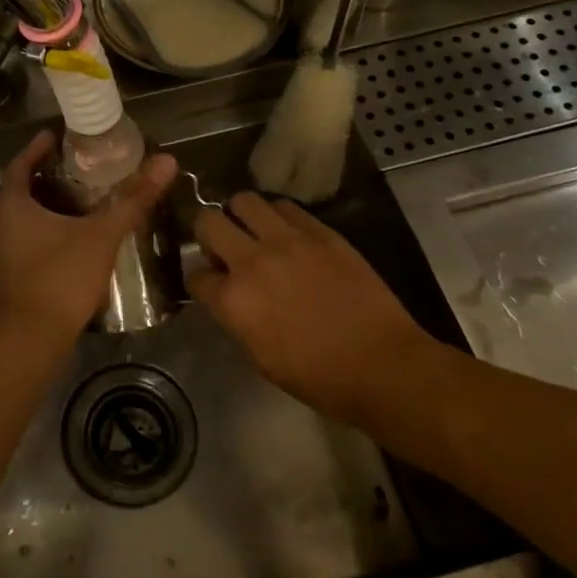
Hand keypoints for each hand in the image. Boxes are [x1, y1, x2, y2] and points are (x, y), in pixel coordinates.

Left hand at [0, 132, 177, 345]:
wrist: (30, 340)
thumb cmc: (60, 278)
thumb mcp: (101, 235)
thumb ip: (133, 199)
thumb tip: (166, 161)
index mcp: (12, 206)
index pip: (20, 164)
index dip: (37, 148)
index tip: (54, 136)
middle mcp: (0, 225)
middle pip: (22, 191)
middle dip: (47, 177)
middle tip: (77, 167)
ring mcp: (2, 253)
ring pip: (25, 218)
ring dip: (48, 206)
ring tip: (80, 200)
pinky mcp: (11, 276)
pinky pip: (28, 240)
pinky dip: (48, 230)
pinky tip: (74, 238)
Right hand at [190, 193, 441, 424]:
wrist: (381, 364)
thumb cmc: (317, 377)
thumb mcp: (259, 357)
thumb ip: (236, 319)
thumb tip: (228, 298)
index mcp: (233, 300)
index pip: (195, 276)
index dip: (200, 281)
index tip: (210, 286)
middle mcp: (252, 261)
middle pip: (208, 222)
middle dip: (207, 234)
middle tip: (223, 249)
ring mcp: (287, 240)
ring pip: (244, 201)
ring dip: (240, 215)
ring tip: (254, 232)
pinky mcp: (320, 231)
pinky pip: (285, 206)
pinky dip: (277, 215)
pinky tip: (287, 233)